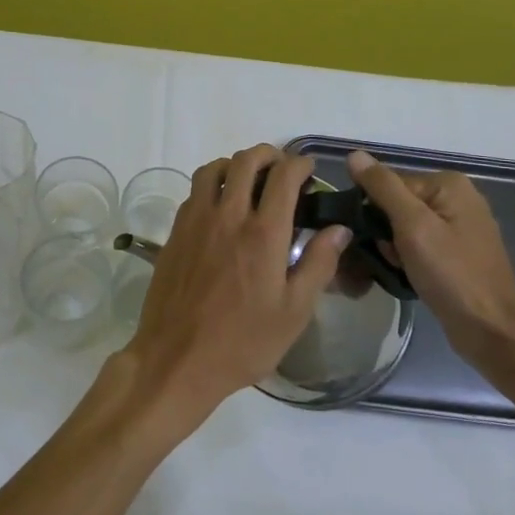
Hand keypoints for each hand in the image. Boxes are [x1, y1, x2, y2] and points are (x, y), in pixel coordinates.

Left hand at [123, 145, 350, 428]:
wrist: (177, 359)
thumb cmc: (243, 342)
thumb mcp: (294, 312)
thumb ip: (319, 264)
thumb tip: (339, 228)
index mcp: (263, 233)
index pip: (283, 177)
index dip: (300, 164)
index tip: (309, 170)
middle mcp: (227, 216)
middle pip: (245, 161)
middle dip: (268, 155)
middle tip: (281, 169)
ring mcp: (196, 221)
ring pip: (213, 169)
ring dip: (235, 165)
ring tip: (249, 181)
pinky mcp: (175, 232)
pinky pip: (194, 192)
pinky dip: (211, 185)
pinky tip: (220, 207)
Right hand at [346, 150, 514, 369]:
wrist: (492, 331)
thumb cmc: (452, 274)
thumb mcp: (412, 226)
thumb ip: (382, 187)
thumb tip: (354, 154)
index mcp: (448, 184)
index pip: (388, 184)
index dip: (372, 210)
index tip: (371, 238)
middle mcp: (456, 198)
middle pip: (396, 204)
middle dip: (383, 232)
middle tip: (389, 258)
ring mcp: (459, 227)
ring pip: (404, 228)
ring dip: (392, 249)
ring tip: (398, 271)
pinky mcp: (457, 253)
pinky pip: (419, 245)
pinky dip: (407, 259)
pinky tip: (407, 276)